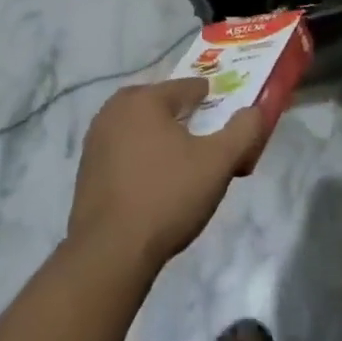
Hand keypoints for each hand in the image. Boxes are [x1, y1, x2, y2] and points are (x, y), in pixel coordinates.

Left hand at [69, 79, 264, 273]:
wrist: (109, 253)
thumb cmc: (167, 197)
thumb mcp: (218, 163)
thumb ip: (243, 131)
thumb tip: (255, 111)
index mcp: (145, 98)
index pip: (187, 87)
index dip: (211, 102)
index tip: (225, 123)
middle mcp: (115, 109)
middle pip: (160, 104)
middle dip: (183, 117)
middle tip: (203, 143)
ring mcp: (96, 140)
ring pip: (139, 127)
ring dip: (160, 138)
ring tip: (181, 166)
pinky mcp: (86, 169)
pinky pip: (122, 151)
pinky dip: (140, 158)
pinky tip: (153, 184)